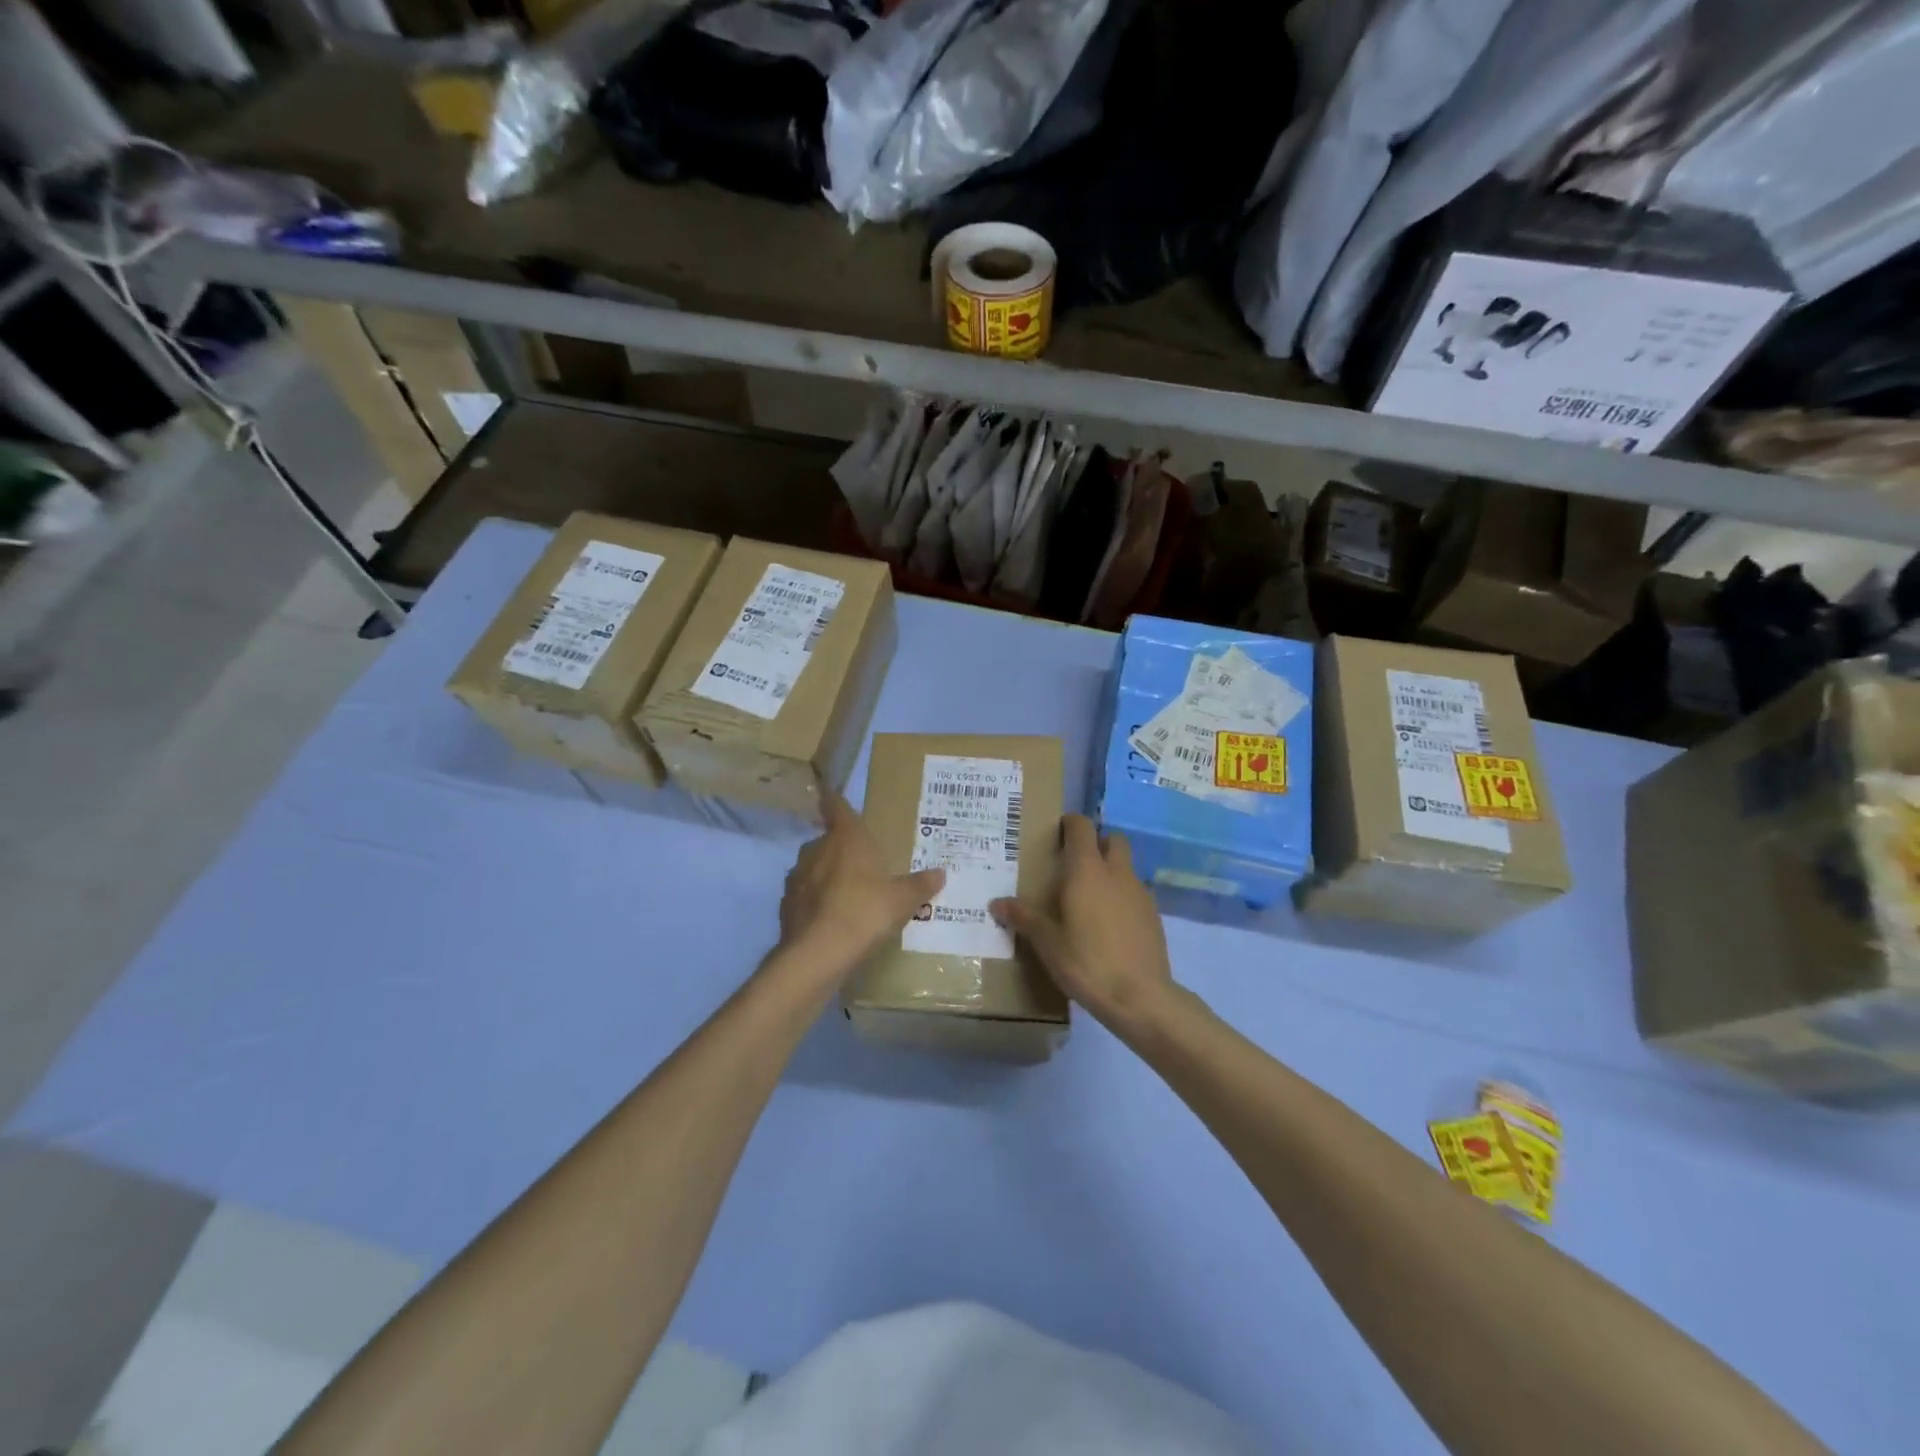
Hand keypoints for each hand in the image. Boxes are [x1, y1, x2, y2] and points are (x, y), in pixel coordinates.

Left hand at [776, 792, 944, 980]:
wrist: (818, 953)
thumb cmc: (865, 912)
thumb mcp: (902, 900)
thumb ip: (920, 885)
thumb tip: (941, 873)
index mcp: (847, 838)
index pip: (837, 807)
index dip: (835, 800)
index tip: (831, 794)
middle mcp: (817, 849)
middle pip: (828, 840)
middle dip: (841, 848)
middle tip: (861, 861)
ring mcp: (797, 877)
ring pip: (813, 867)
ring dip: (826, 874)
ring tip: (847, 892)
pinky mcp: (786, 904)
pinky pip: (805, 894)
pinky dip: (815, 900)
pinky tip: (830, 916)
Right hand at [991, 815, 1173, 1030]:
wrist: (1140, 997)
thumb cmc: (1087, 962)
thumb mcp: (1047, 943)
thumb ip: (1024, 918)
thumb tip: (996, 903)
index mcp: (1087, 871)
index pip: (1082, 828)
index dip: (1070, 824)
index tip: (1057, 833)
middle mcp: (1117, 873)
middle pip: (1113, 839)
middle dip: (1096, 842)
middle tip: (1075, 864)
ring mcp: (1140, 893)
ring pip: (1126, 866)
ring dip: (1110, 870)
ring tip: (1089, 898)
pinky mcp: (1154, 915)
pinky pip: (1135, 892)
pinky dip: (1122, 896)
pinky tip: (1109, 924)